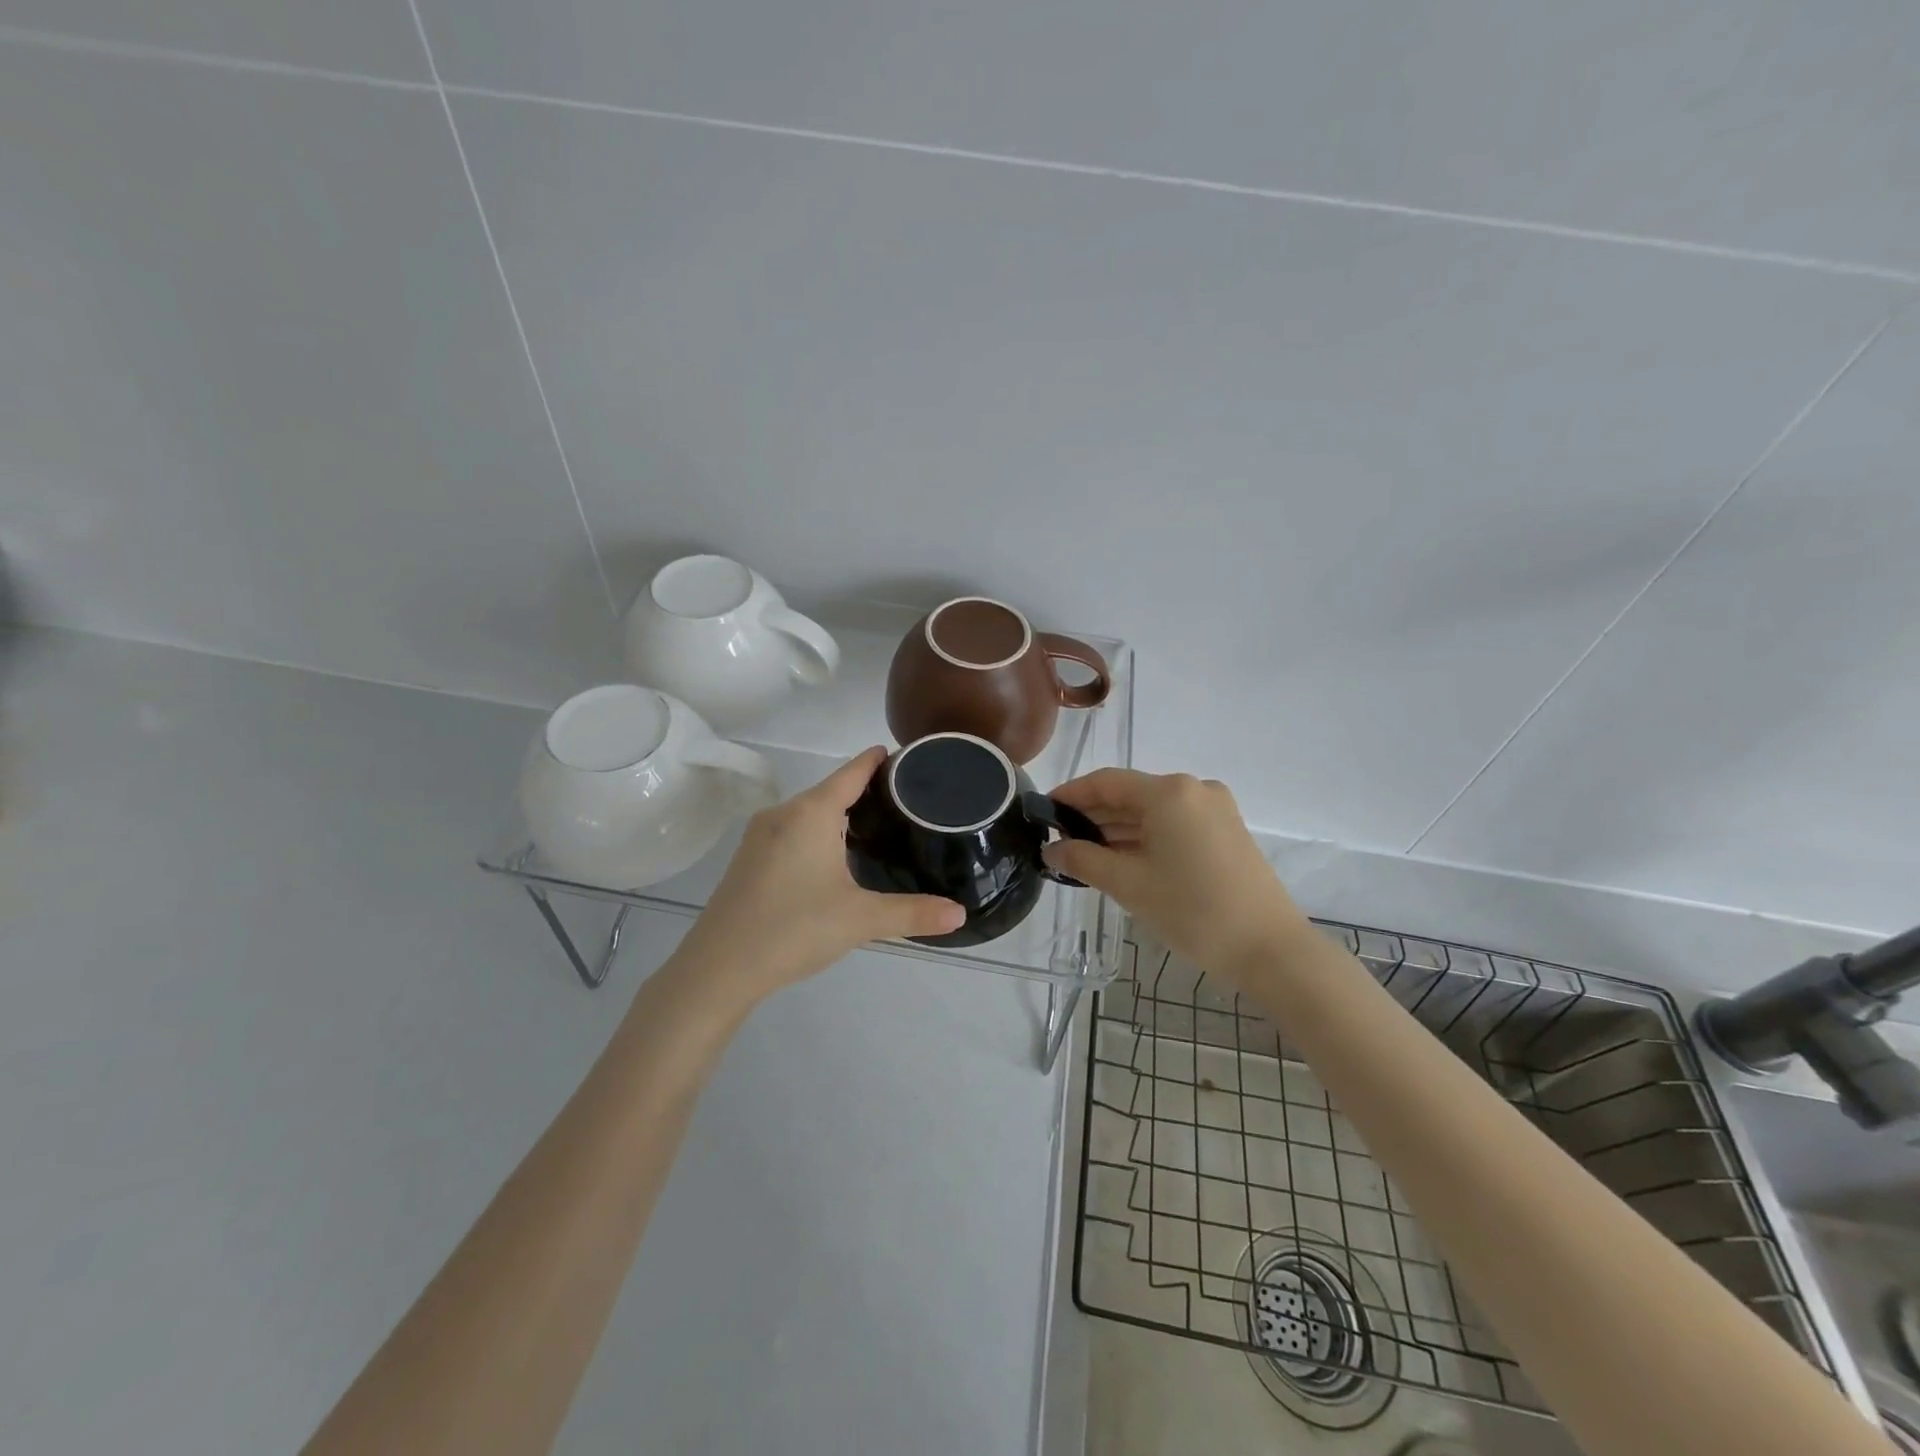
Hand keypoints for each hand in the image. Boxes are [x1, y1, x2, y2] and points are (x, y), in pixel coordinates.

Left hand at [673, 747, 965, 1007]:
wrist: (718, 968)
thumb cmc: (794, 929)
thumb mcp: (860, 920)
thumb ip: (912, 913)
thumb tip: (960, 913)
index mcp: (811, 813)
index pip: (852, 772)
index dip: (877, 760)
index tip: (902, 755)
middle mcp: (783, 813)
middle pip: (830, 790)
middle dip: (864, 791)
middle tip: (905, 802)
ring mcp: (759, 836)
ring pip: (808, 812)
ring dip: (838, 814)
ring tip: (876, 828)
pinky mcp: (748, 859)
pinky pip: (791, 831)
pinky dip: (817, 833)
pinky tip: (833, 858)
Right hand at [1042, 769, 1306, 983]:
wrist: (1270, 950)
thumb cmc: (1193, 911)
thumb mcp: (1129, 885)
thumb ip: (1083, 861)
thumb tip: (1051, 850)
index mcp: (1169, 792)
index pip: (1106, 782)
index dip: (1071, 795)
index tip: (1043, 812)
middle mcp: (1194, 790)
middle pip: (1131, 795)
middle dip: (1093, 816)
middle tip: (1058, 841)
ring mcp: (1215, 810)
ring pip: (1153, 812)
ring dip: (1118, 830)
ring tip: (1084, 856)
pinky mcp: (1226, 832)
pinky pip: (1174, 825)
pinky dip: (1145, 838)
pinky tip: (1122, 860)